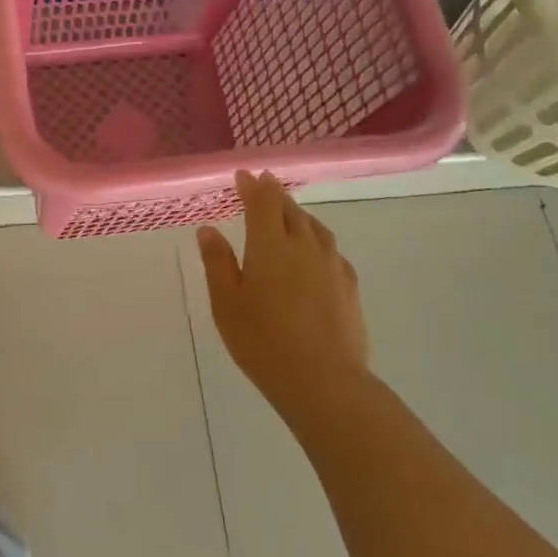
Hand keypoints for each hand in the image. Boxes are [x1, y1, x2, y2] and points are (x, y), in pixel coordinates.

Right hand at [197, 171, 368, 421]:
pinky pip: (331, 250)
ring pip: (315, 227)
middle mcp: (304, 246)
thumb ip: (217, 262)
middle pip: (290, 209)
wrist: (323, 380)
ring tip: (289, 213)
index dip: (253, 186)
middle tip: (264, 184)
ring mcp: (331, 265)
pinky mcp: (349, 287)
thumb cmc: (262, 340)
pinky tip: (315, 252)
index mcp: (269, 245)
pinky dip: (317, 239)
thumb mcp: (226, 302)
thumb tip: (208, 230)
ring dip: (299, 214)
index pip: (262, 202)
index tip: (244, 175)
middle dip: (275, 194)